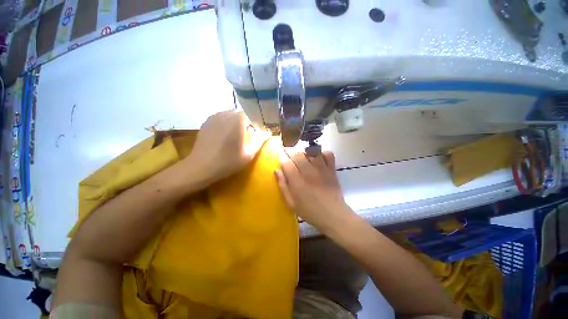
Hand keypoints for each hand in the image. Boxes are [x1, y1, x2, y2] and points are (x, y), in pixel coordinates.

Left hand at [184, 110, 269, 183]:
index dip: (256, 124)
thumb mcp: (249, 154)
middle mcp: (226, 114)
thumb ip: (260, 141)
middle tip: (247, 136)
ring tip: (235, 135)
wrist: (202, 167)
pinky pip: (220, 118)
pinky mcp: (206, 122)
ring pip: (230, 115)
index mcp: (238, 120)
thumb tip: (268, 133)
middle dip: (246, 122)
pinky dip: (226, 123)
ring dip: (235, 122)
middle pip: (241, 114)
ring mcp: (214, 117)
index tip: (256, 134)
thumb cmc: (228, 161)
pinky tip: (224, 135)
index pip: (252, 115)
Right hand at [275, 150, 354, 231]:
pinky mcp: (331, 169)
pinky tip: (318, 158)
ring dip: (304, 152)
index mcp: (297, 181)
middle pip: (297, 154)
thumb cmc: (309, 211)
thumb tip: (276, 170)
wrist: (332, 215)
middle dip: (290, 152)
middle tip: (289, 155)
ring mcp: (321, 169)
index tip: (281, 156)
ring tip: (302, 157)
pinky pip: (328, 154)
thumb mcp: (291, 203)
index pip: (286, 162)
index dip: (282, 157)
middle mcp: (308, 172)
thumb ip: (283, 186)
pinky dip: (322, 153)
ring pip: (311, 152)